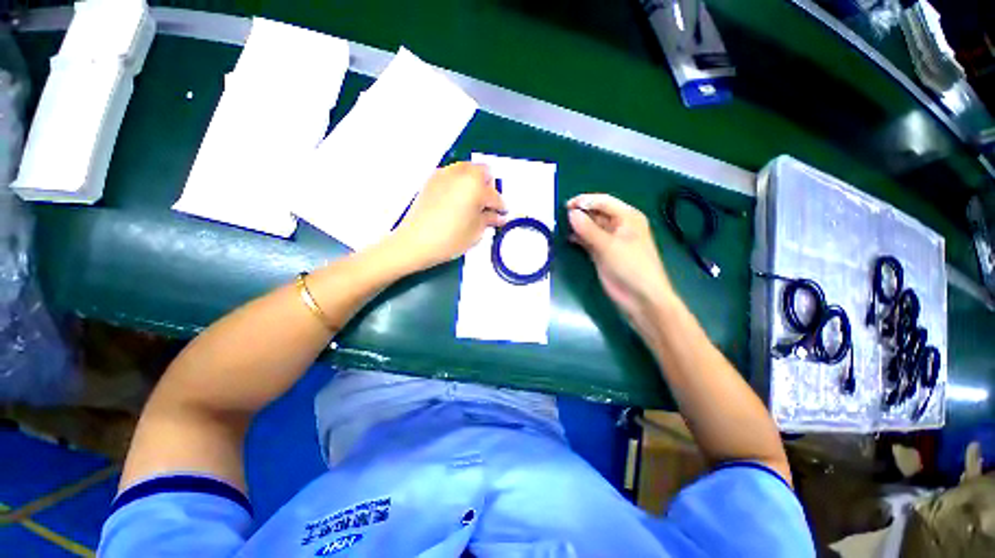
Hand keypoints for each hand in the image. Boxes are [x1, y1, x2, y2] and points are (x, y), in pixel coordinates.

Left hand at [390, 162, 506, 270]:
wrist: (415, 242)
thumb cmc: (450, 239)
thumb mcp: (476, 232)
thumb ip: (489, 219)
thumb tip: (498, 216)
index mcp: (475, 185)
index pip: (494, 195)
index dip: (500, 207)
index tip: (502, 214)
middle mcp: (460, 173)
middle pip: (482, 171)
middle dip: (488, 187)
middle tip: (487, 205)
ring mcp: (444, 174)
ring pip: (466, 170)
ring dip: (474, 182)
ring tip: (472, 202)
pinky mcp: (431, 180)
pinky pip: (452, 175)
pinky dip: (459, 183)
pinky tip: (457, 201)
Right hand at [567, 194, 675, 321]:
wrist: (641, 298)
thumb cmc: (631, 267)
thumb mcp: (608, 245)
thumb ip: (588, 229)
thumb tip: (571, 213)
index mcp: (627, 217)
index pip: (603, 202)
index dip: (585, 201)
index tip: (566, 206)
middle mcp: (619, 225)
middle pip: (596, 213)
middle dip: (580, 214)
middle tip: (561, 217)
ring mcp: (610, 240)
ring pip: (591, 227)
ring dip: (578, 226)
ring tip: (561, 227)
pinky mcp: (603, 253)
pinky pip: (588, 241)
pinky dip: (579, 239)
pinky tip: (569, 239)